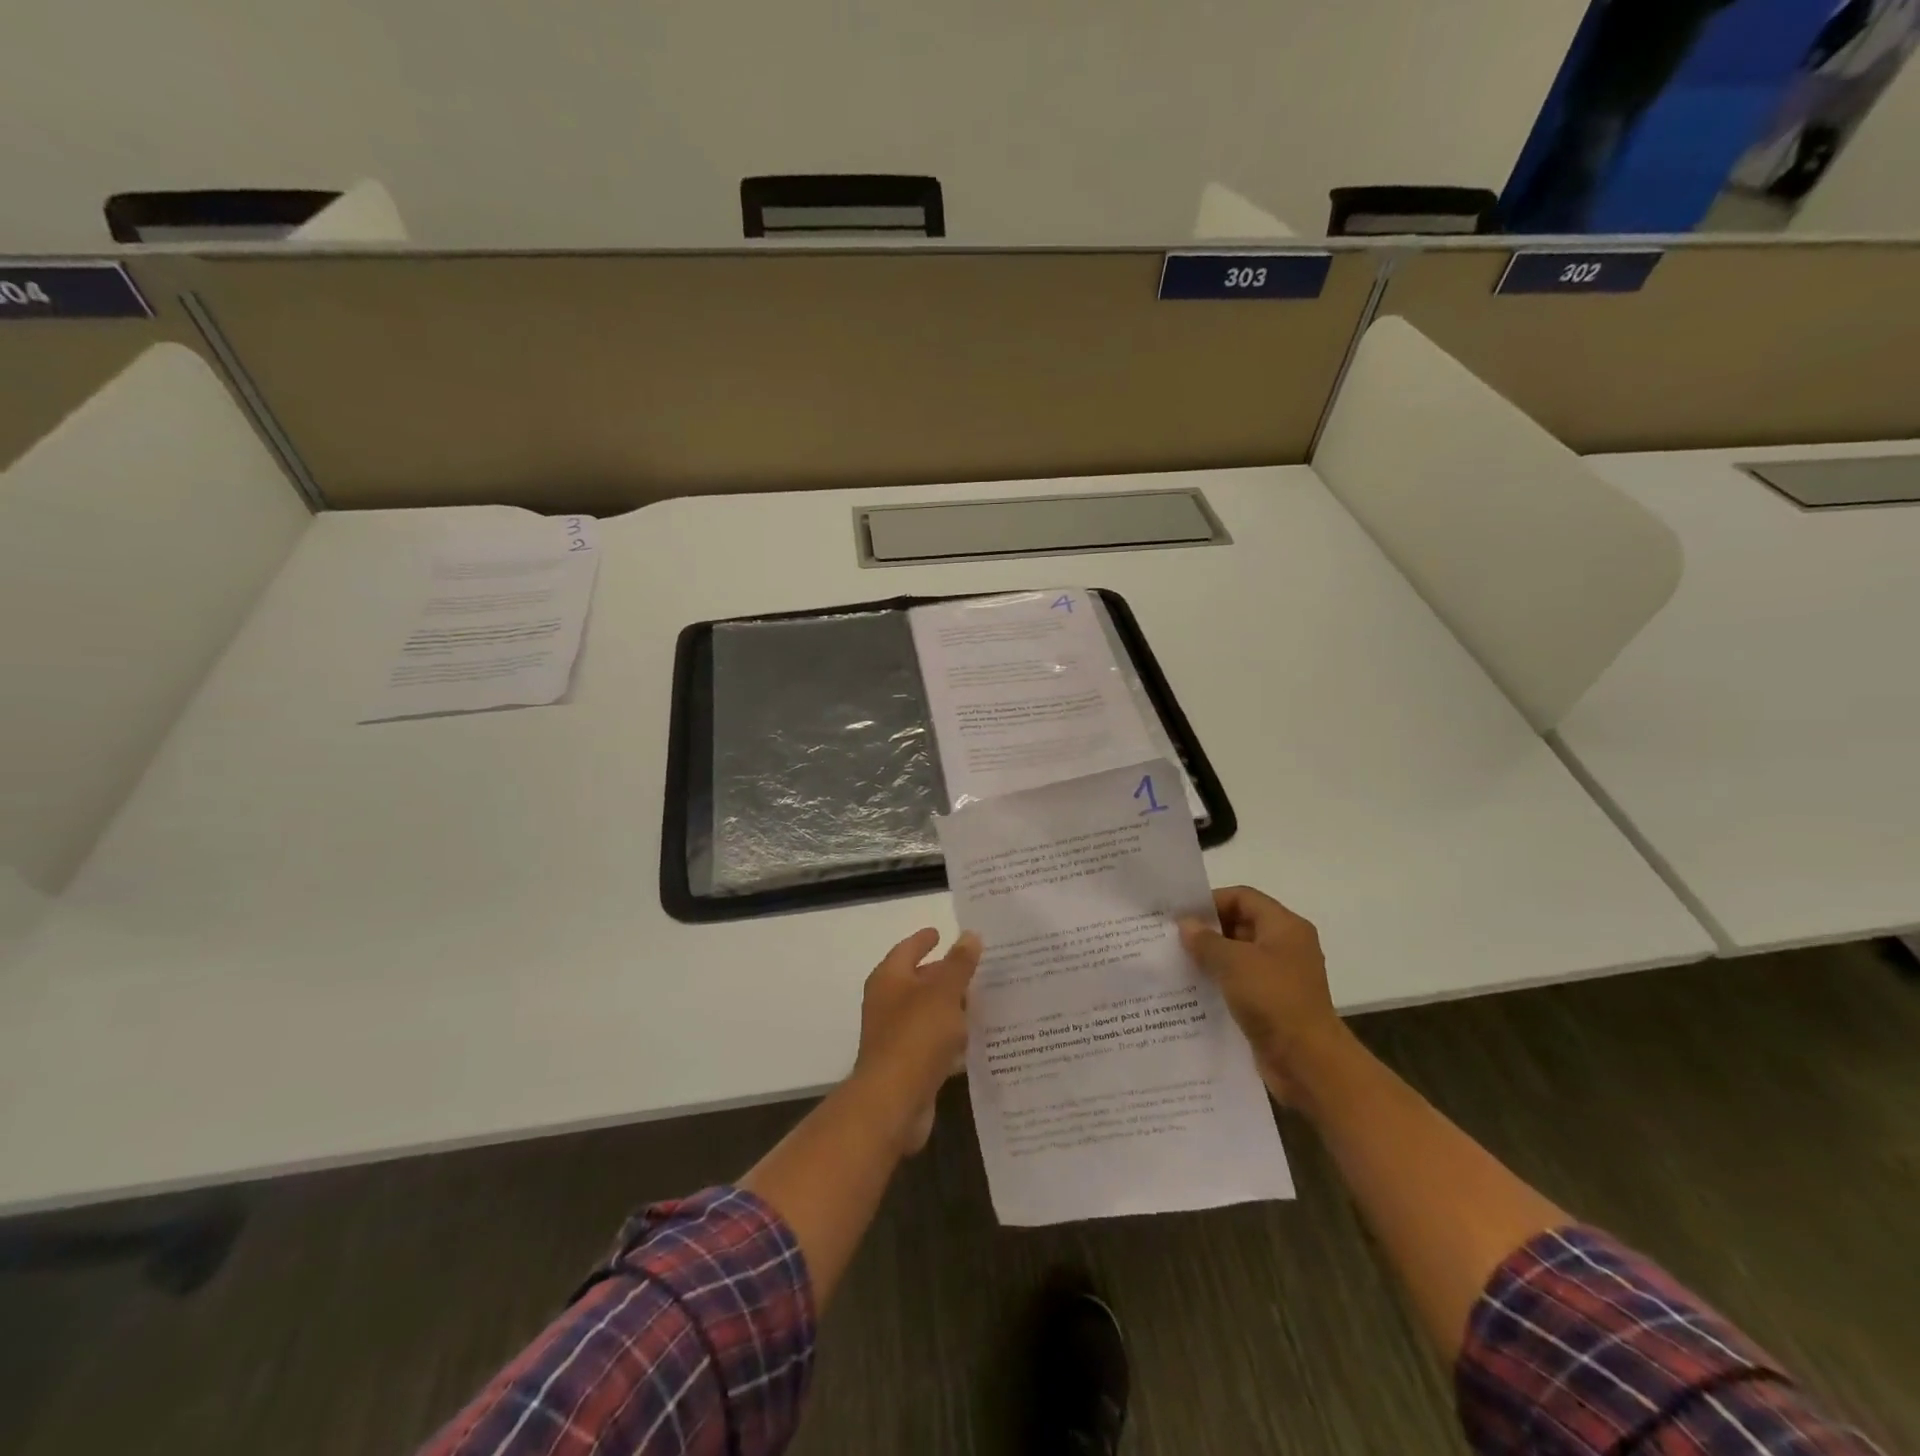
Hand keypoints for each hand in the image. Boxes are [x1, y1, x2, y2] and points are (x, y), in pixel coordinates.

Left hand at [850, 927, 980, 1153]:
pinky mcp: (909, 1065)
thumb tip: (970, 935)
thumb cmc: (916, 1037)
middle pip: (918, 981)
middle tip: (976, 967)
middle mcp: (888, 1004)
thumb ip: (959, 964)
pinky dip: (952, 1038)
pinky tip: (976, 1039)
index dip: (923, 940)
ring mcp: (896, 1036)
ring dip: (951, 1007)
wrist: (893, 1102)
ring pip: (929, 1013)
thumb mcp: (943, 993)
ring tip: (984, 999)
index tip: (940, 932)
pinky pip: (934, 1043)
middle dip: (944, 974)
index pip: (907, 950)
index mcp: (889, 979)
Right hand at [1179, 887, 1350, 1106]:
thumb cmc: (1273, 999)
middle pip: (1241, 924)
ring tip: (1176, 963)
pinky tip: (1193, 990)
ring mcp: (1281, 977)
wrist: (1308, 1062)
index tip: (1180, 915)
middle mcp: (1286, 946)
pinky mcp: (1273, 1004)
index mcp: (1285, 927)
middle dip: (1207, 931)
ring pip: (1239, 956)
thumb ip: (1206, 940)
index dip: (1211, 901)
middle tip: (1171, 938)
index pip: (1243, 897)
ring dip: (1210, 958)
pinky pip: (1241, 983)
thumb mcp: (1233, 962)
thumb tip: (1186, 924)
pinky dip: (1219, 983)